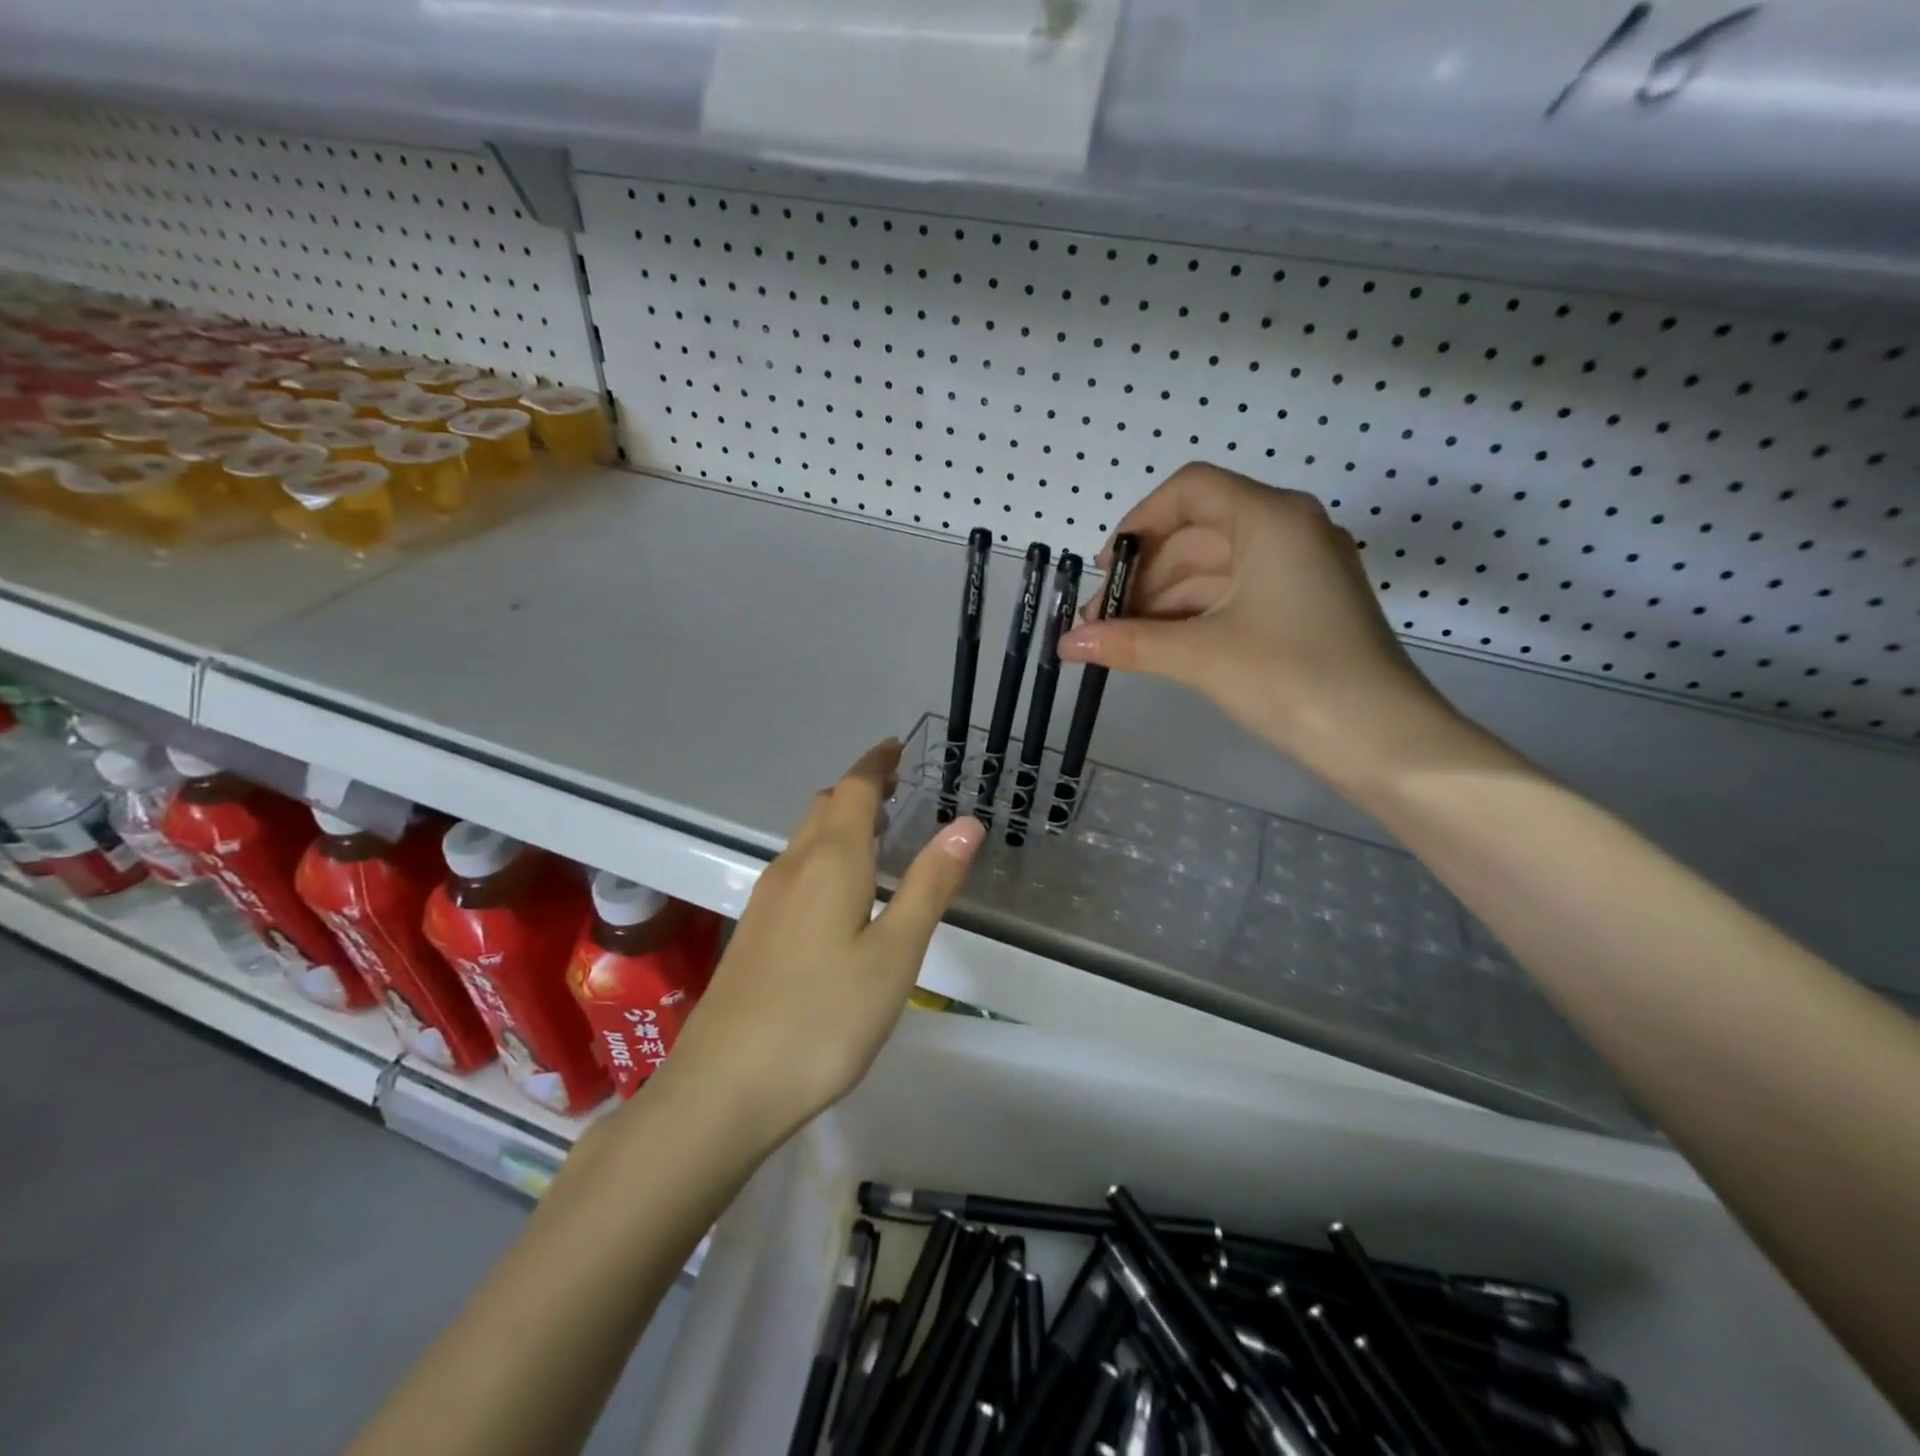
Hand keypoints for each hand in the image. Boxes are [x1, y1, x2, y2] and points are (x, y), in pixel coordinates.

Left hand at [657, 740, 983, 1151]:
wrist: (724, 1088)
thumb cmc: (823, 1018)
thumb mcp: (894, 954)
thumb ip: (929, 885)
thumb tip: (967, 823)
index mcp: (830, 861)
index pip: (855, 790)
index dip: (877, 763)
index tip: (898, 747)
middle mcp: (792, 867)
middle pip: (826, 807)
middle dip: (861, 788)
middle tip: (898, 786)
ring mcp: (766, 899)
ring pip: (807, 837)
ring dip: (841, 820)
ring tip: (878, 831)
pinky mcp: (754, 931)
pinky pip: (796, 868)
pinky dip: (825, 853)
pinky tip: (841, 889)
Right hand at [1058, 463, 1458, 785]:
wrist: (1382, 740)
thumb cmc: (1290, 678)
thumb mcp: (1200, 656)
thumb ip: (1127, 641)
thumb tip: (1065, 644)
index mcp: (1271, 518)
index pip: (1189, 491)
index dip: (1138, 524)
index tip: (1105, 572)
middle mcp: (1289, 529)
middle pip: (1197, 532)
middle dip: (1143, 576)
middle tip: (1099, 623)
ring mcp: (1301, 569)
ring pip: (1214, 568)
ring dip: (1164, 600)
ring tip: (1119, 641)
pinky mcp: (1303, 606)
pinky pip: (1235, 594)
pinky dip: (1194, 615)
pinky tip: (1160, 646)